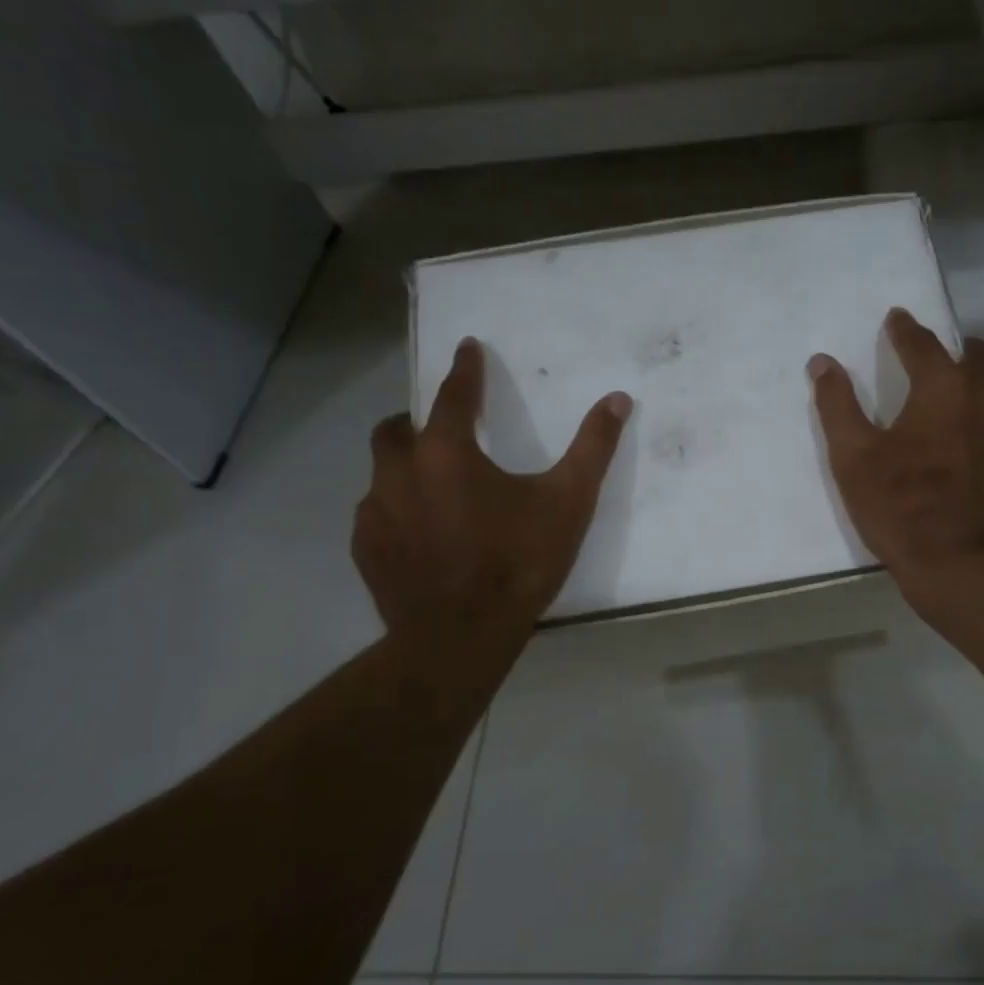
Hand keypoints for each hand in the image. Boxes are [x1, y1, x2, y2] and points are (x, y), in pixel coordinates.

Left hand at [354, 338, 631, 633]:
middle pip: (397, 429)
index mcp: (447, 452)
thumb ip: (593, 447)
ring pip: (383, 474)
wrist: (462, 636)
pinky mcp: (366, 550)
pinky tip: (421, 535)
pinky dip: (398, 512)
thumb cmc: (519, 562)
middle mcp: (399, 472)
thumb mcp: (568, 502)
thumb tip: (617, 399)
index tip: (467, 348)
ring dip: (406, 469)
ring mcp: (375, 513)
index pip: (453, 394)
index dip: (464, 369)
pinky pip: (377, 516)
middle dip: (418, 421)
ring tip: (436, 489)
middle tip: (445, 433)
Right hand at [808, 309, 983, 592]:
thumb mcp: (854, 460)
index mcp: (945, 389)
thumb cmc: (904, 512)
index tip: (897, 320)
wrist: (970, 575)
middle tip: (944, 363)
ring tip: (972, 416)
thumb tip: (822, 362)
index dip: (905, 330)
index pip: (923, 344)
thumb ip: (837, 406)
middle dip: (962, 353)